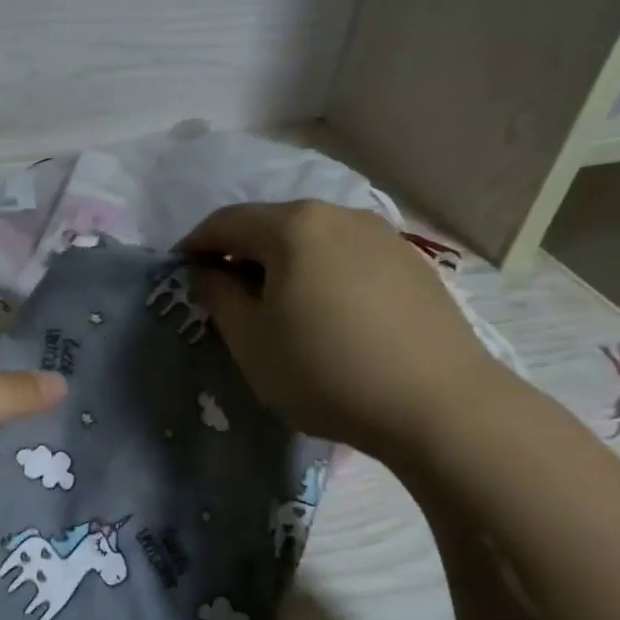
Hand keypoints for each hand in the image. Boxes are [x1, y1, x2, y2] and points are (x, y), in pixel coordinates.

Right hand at [178, 201, 508, 459]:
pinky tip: (326, 311)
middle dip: (240, 252)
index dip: (195, 245)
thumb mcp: (250, 341)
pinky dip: (322, 271)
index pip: (226, 222)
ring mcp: (383, 236)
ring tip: (276, 303)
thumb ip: (218, 296)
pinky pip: (348, 255)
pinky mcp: (413, 263)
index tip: (180, 272)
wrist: (439, 405)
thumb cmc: (325, 371)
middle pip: (272, 224)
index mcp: (293, 227)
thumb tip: (208, 272)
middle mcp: (339, 215)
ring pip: (313, 239)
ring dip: (283, 262)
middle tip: (225, 292)